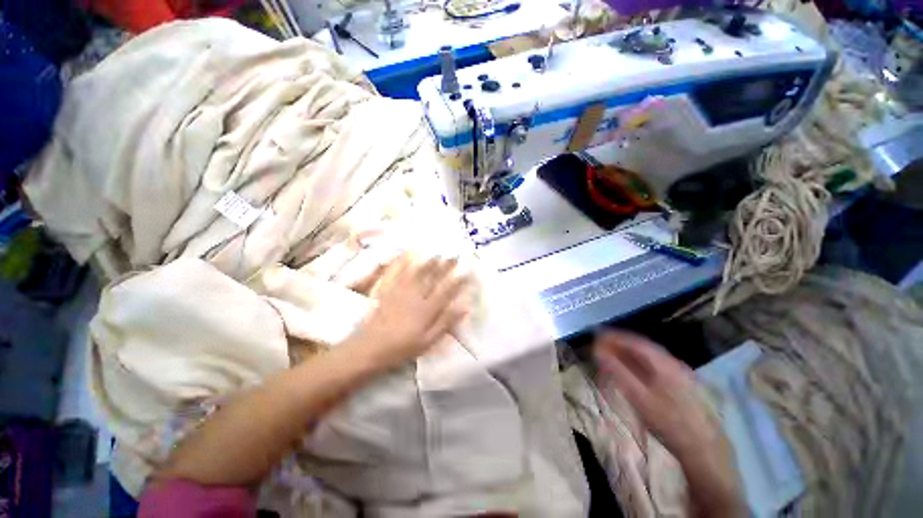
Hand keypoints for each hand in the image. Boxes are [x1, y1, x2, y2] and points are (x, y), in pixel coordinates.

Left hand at [346, 254, 470, 370]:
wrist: (369, 348)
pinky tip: (407, 257)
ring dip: (428, 262)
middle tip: (453, 255)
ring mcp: (400, 291)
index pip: (446, 291)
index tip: (466, 271)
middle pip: (432, 278)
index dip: (457, 280)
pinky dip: (403, 264)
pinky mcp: (387, 291)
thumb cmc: (402, 348)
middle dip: (445, 266)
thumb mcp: (427, 341)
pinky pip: (396, 274)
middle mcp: (415, 296)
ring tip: (436, 253)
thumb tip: (463, 307)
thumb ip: (445, 323)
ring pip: (417, 273)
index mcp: (427, 309)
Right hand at [593, 330, 744, 516]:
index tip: (597, 336)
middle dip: (620, 345)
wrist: (704, 451)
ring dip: (628, 355)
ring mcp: (679, 375)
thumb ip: (617, 372)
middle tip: (601, 346)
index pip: (635, 341)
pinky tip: (631, 373)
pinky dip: (638, 366)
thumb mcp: (640, 397)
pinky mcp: (681, 387)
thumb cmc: (670, 422)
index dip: (615, 337)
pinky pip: (654, 369)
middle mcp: (673, 364)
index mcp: (665, 363)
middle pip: (642, 348)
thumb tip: (598, 351)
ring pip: (649, 358)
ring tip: (611, 357)